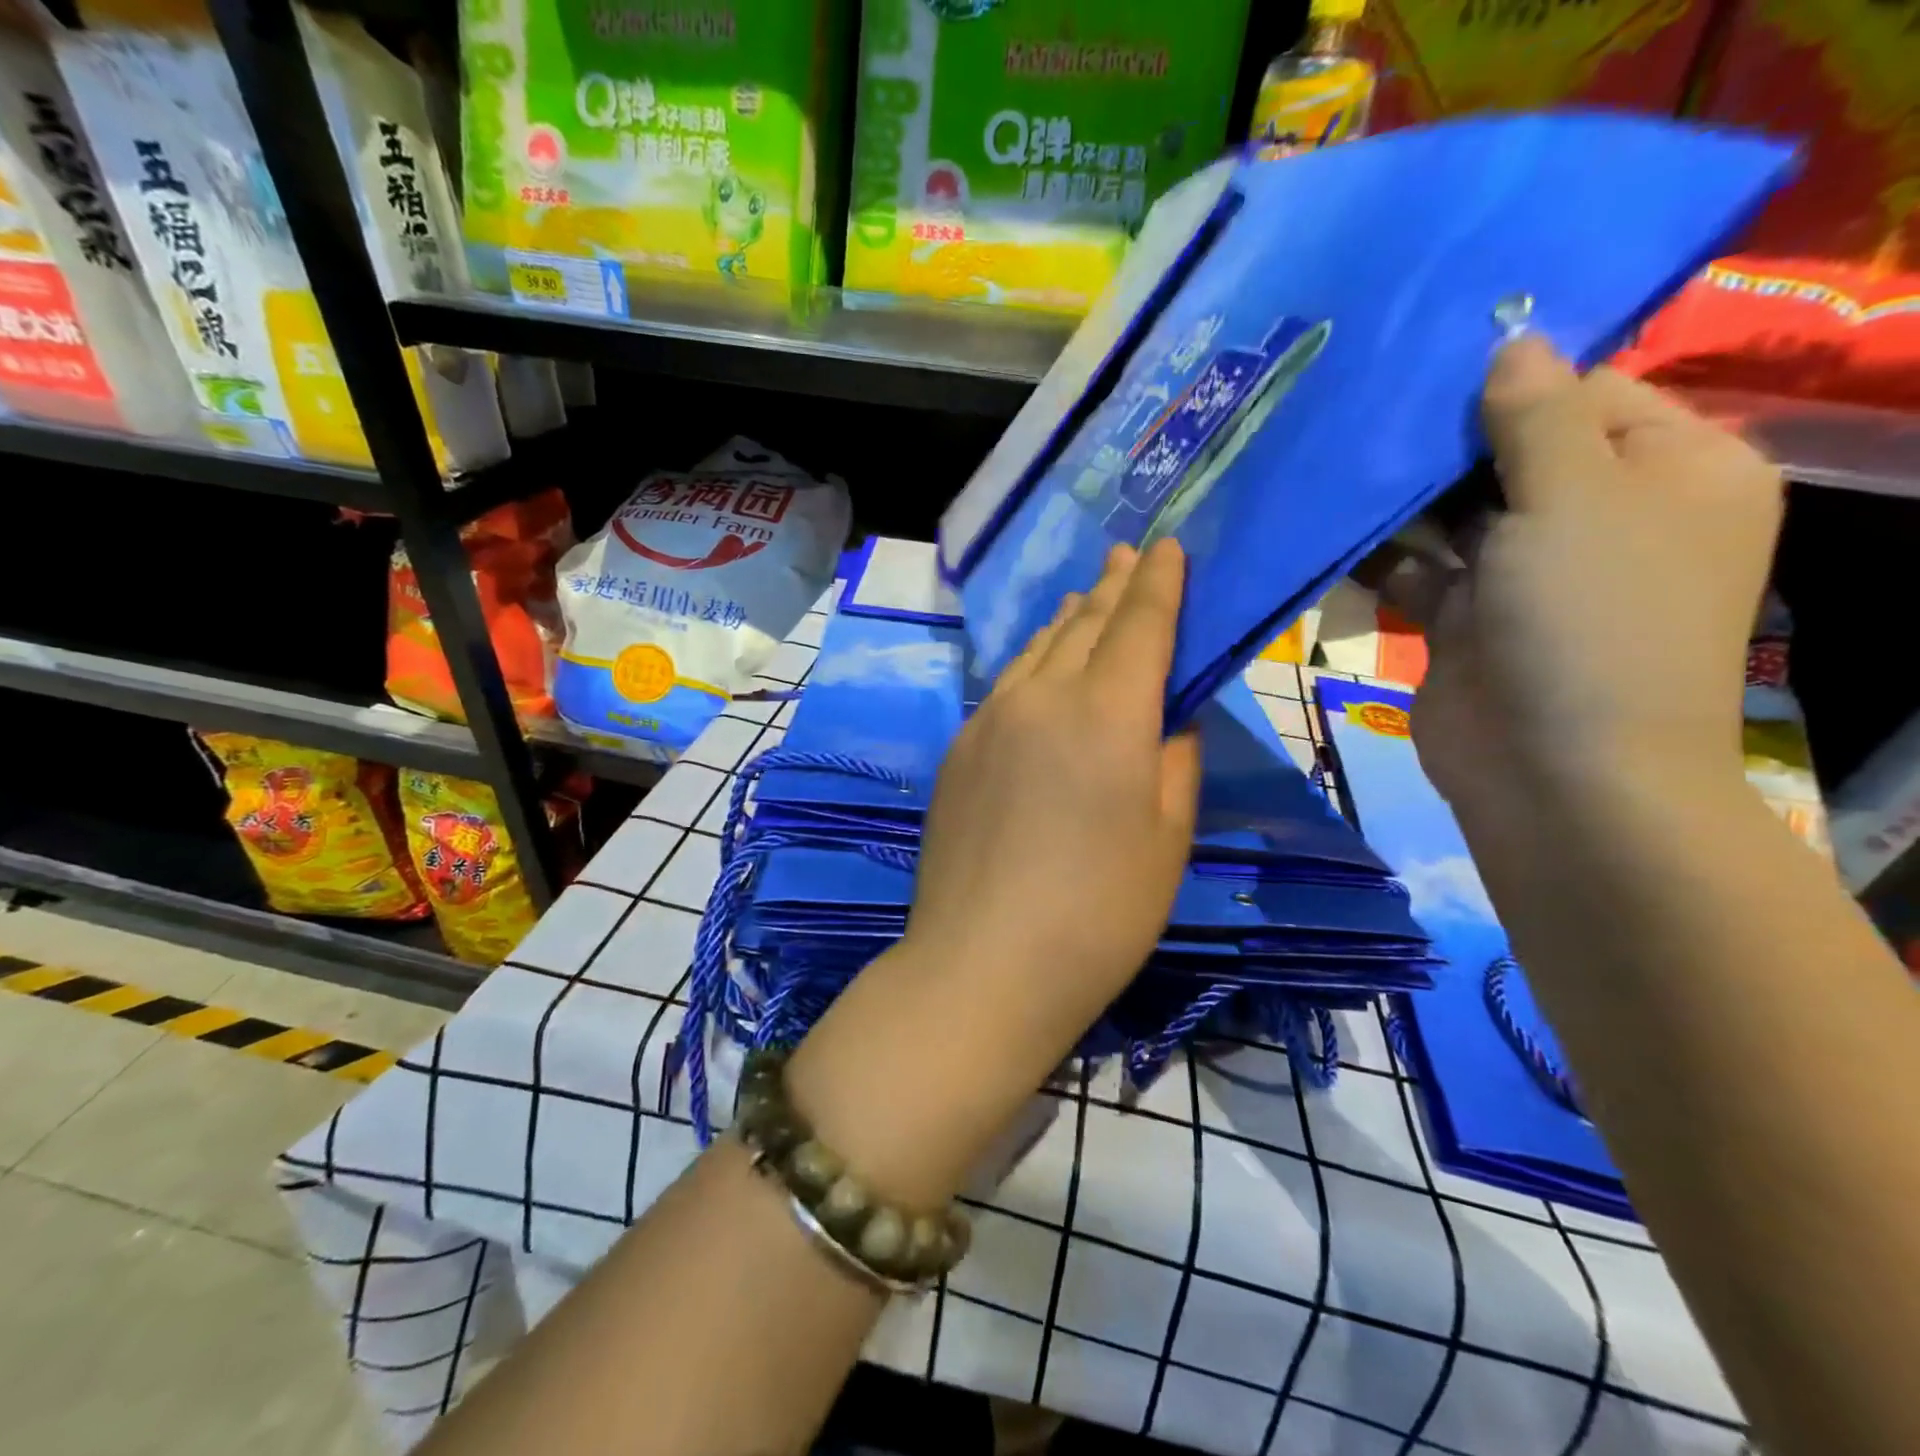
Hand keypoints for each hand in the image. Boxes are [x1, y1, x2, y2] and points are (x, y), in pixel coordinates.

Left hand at [906, 538, 1202, 1036]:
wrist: (983, 962)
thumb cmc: (1099, 914)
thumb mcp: (1167, 839)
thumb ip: (1172, 761)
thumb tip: (1165, 718)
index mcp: (1107, 714)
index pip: (1140, 623)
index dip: (1159, 581)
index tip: (1168, 545)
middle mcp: (1043, 697)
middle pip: (1085, 623)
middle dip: (1114, 586)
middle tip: (1130, 555)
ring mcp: (989, 719)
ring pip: (1038, 649)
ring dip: (1070, 618)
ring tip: (1087, 596)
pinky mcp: (957, 748)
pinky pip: (1006, 684)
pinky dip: (1034, 661)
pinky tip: (1040, 666)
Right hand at [1379, 335, 1782, 823]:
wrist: (1553, 773)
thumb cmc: (1590, 620)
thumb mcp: (1575, 499)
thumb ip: (1537, 418)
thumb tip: (1513, 339)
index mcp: (1670, 473)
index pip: (1590, 393)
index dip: (1514, 378)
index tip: (1430, 361)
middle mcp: (1602, 518)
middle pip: (1514, 453)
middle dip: (1446, 440)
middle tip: (1370, 406)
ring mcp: (1527, 574)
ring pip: (1457, 513)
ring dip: (1405, 497)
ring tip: (1340, 458)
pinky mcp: (1465, 619)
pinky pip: (1420, 568)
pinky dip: (1383, 554)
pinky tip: (1335, 530)